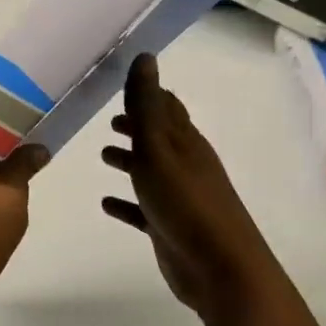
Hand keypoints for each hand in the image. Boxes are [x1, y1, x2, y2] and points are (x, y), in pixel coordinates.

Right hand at [101, 54, 279, 325]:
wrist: (220, 269)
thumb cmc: (186, 202)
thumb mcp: (159, 148)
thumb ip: (146, 105)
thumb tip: (145, 56)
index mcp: (184, 142)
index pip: (166, 106)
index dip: (147, 93)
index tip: (122, 82)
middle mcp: (184, 164)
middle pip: (158, 137)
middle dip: (136, 126)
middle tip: (110, 120)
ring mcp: (178, 197)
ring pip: (150, 171)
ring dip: (130, 161)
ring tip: (104, 155)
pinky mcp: (169, 227)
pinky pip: (142, 209)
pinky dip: (126, 203)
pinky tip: (106, 203)